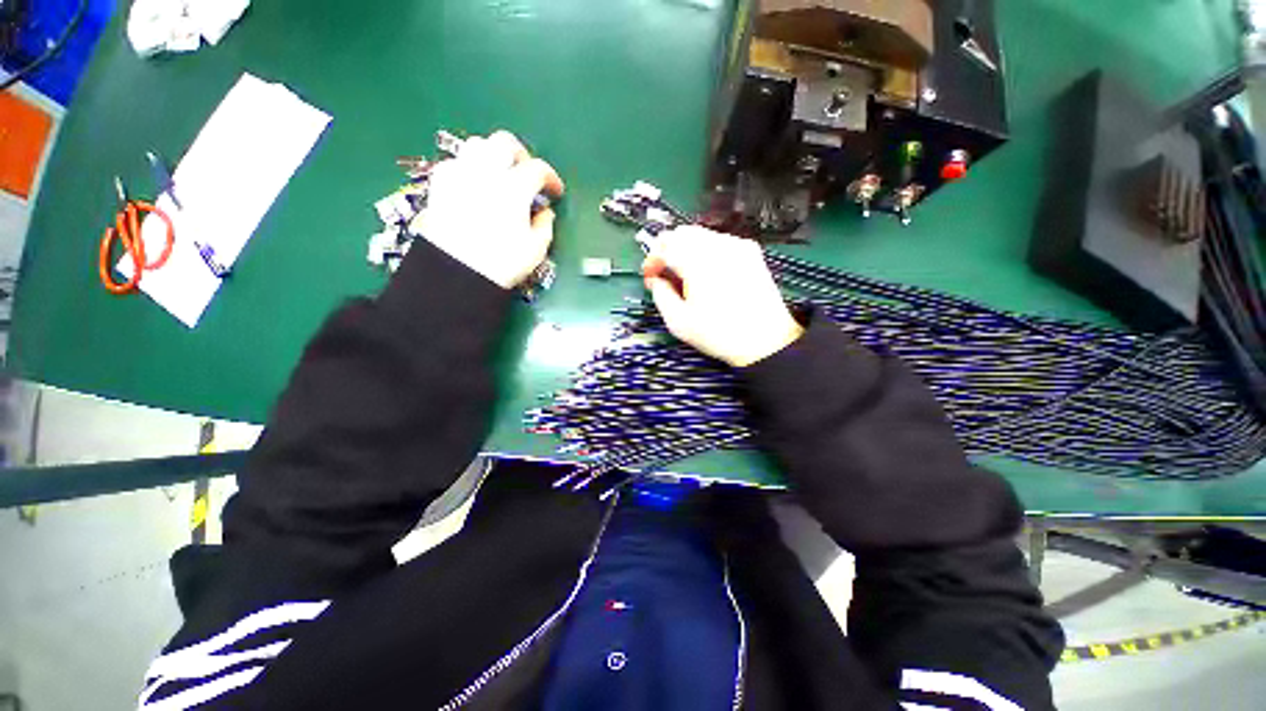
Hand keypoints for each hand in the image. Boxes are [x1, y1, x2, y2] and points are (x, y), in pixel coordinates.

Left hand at [412, 130, 564, 288]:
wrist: (456, 273)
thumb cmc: (502, 264)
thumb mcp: (536, 249)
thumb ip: (545, 225)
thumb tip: (544, 212)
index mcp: (514, 188)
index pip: (537, 169)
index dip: (551, 178)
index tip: (554, 192)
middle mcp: (486, 173)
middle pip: (505, 143)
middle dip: (521, 155)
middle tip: (528, 174)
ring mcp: (460, 175)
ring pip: (477, 144)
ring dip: (494, 155)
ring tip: (501, 175)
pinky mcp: (440, 184)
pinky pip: (455, 162)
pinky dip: (469, 167)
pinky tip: (474, 184)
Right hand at [642, 227, 803, 366]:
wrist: (765, 341)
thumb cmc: (718, 334)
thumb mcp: (679, 322)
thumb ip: (660, 295)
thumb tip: (655, 280)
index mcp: (697, 263)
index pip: (665, 245)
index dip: (652, 259)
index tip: (650, 277)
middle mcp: (718, 246)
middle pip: (682, 233)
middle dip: (667, 250)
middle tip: (665, 274)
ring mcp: (737, 245)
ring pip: (701, 234)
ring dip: (686, 249)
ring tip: (686, 275)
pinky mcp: (751, 251)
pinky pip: (720, 240)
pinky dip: (706, 250)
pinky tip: (708, 273)